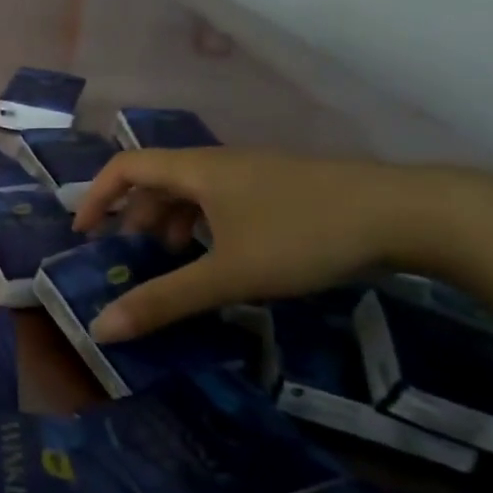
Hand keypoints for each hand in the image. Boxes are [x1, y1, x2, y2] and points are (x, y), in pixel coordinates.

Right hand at [72, 149, 445, 340]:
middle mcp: (219, 164)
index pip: (126, 166)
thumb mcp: (229, 274)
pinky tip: (224, 257)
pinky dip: (205, 225)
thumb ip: (165, 301)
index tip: (85, 234)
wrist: (408, 213)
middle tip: (131, 258)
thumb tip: (102, 328)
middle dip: (135, 217)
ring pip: (193, 191)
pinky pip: (223, 200)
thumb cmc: (304, 236)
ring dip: (171, 222)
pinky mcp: (283, 189)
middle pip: (158, 180)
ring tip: (175, 262)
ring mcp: (254, 173)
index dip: (97, 195)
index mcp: (197, 170)